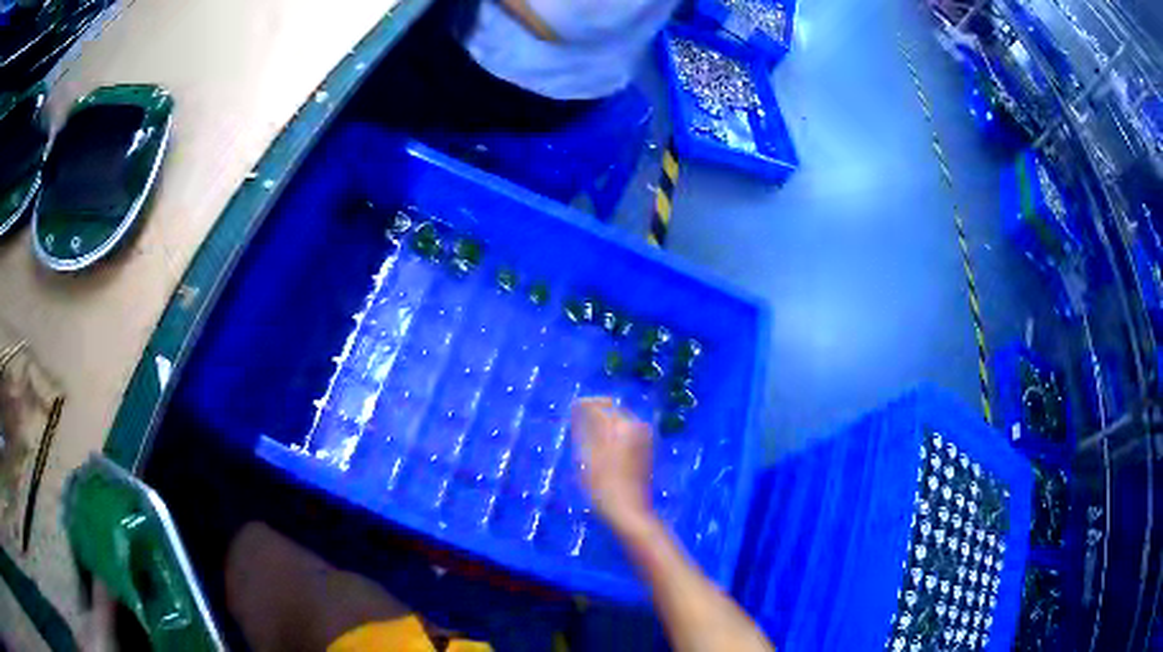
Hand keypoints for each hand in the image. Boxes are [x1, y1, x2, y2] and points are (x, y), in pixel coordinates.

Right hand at [570, 397, 653, 529]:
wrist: (629, 511)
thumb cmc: (604, 485)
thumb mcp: (588, 455)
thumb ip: (585, 428)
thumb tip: (579, 409)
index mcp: (624, 425)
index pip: (602, 405)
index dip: (585, 405)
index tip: (571, 408)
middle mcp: (637, 427)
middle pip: (614, 411)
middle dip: (596, 412)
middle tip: (577, 421)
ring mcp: (644, 440)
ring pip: (620, 423)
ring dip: (604, 424)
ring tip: (586, 434)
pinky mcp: (645, 452)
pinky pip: (626, 434)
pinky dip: (613, 434)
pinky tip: (600, 447)